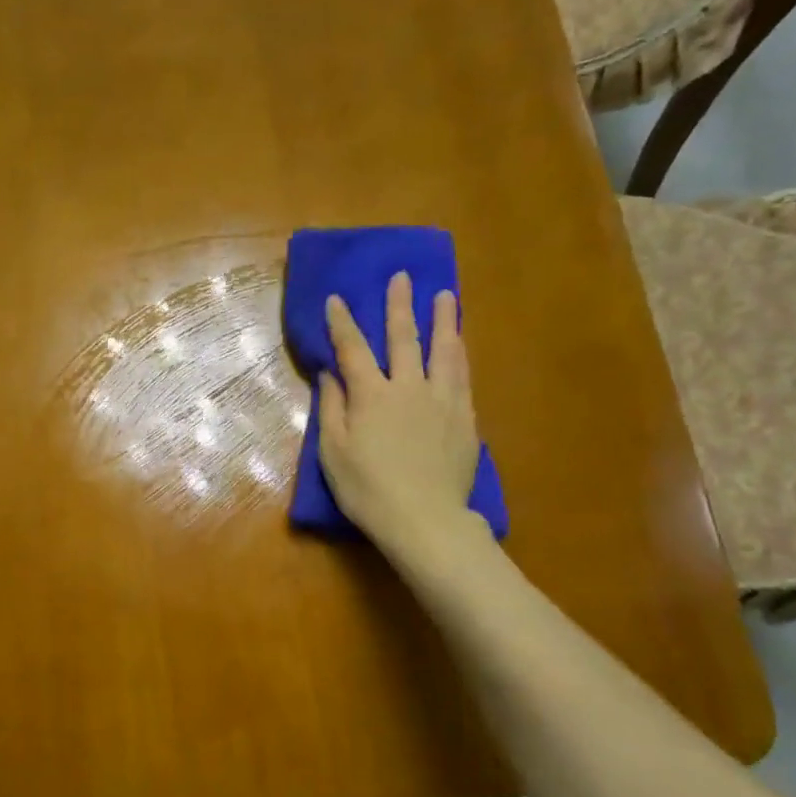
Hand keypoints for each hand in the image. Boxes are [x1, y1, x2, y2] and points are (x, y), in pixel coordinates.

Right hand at [319, 271, 480, 560]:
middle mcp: (409, 387)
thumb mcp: (333, 453)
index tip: (337, 298)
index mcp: (371, 395)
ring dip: (443, 320)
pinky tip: (461, 345)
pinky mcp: (465, 419)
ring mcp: (442, 400)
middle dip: (400, 306)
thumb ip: (331, 409)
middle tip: (402, 277)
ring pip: (444, 351)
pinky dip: (460, 355)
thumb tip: (330, 375)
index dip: (343, 323)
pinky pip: (463, 377)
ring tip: (445, 296)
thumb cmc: (368, 489)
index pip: (353, 349)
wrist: (424, 519)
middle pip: (404, 339)